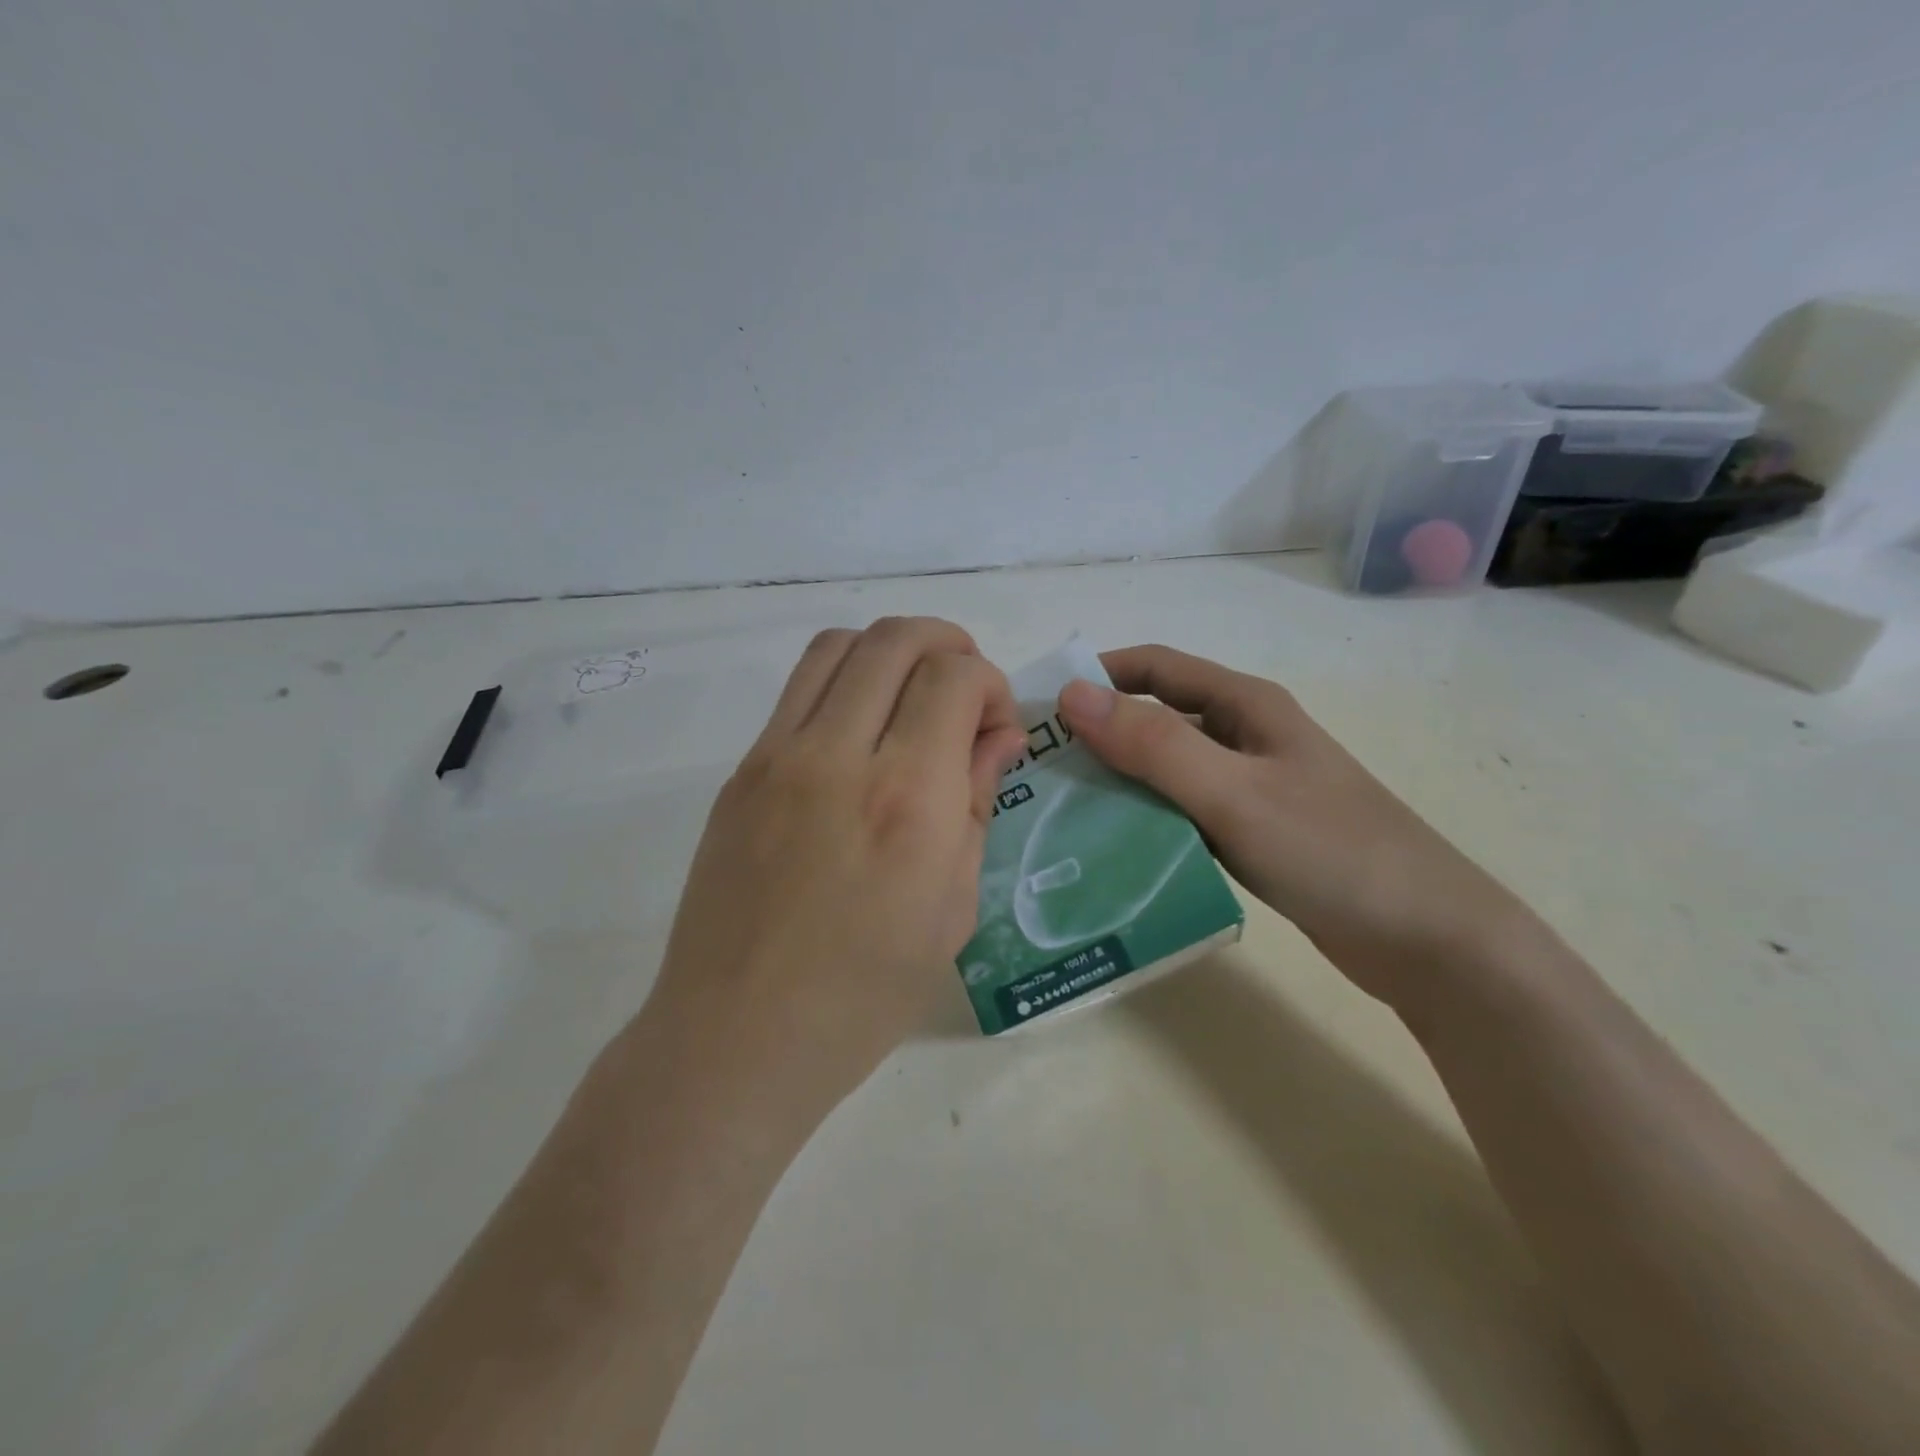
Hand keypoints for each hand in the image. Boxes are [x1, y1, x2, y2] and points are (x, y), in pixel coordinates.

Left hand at [651, 617, 1025, 1105]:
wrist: (738, 1037)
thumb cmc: (863, 993)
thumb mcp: (952, 909)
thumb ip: (976, 804)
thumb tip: (998, 736)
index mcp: (906, 799)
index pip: (954, 677)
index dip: (989, 684)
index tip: (995, 728)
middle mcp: (838, 756)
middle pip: (895, 638)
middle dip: (947, 644)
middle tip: (963, 693)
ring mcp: (777, 756)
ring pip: (838, 645)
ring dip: (889, 652)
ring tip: (910, 698)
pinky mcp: (741, 771)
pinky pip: (798, 690)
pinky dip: (843, 684)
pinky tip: (859, 737)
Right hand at [1057, 645, 1527, 1008]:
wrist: (1430, 941)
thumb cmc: (1332, 851)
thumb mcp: (1232, 792)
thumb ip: (1152, 744)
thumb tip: (1070, 696)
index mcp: (1245, 705)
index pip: (1153, 667)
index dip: (1096, 676)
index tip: (1040, 709)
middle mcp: (1244, 736)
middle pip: (1155, 719)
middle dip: (1098, 735)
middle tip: (1039, 772)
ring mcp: (1251, 787)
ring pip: (1167, 769)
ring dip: (1118, 781)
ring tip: (1062, 812)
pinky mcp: (1253, 833)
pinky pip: (1183, 812)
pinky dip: (1147, 820)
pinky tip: (1114, 849)